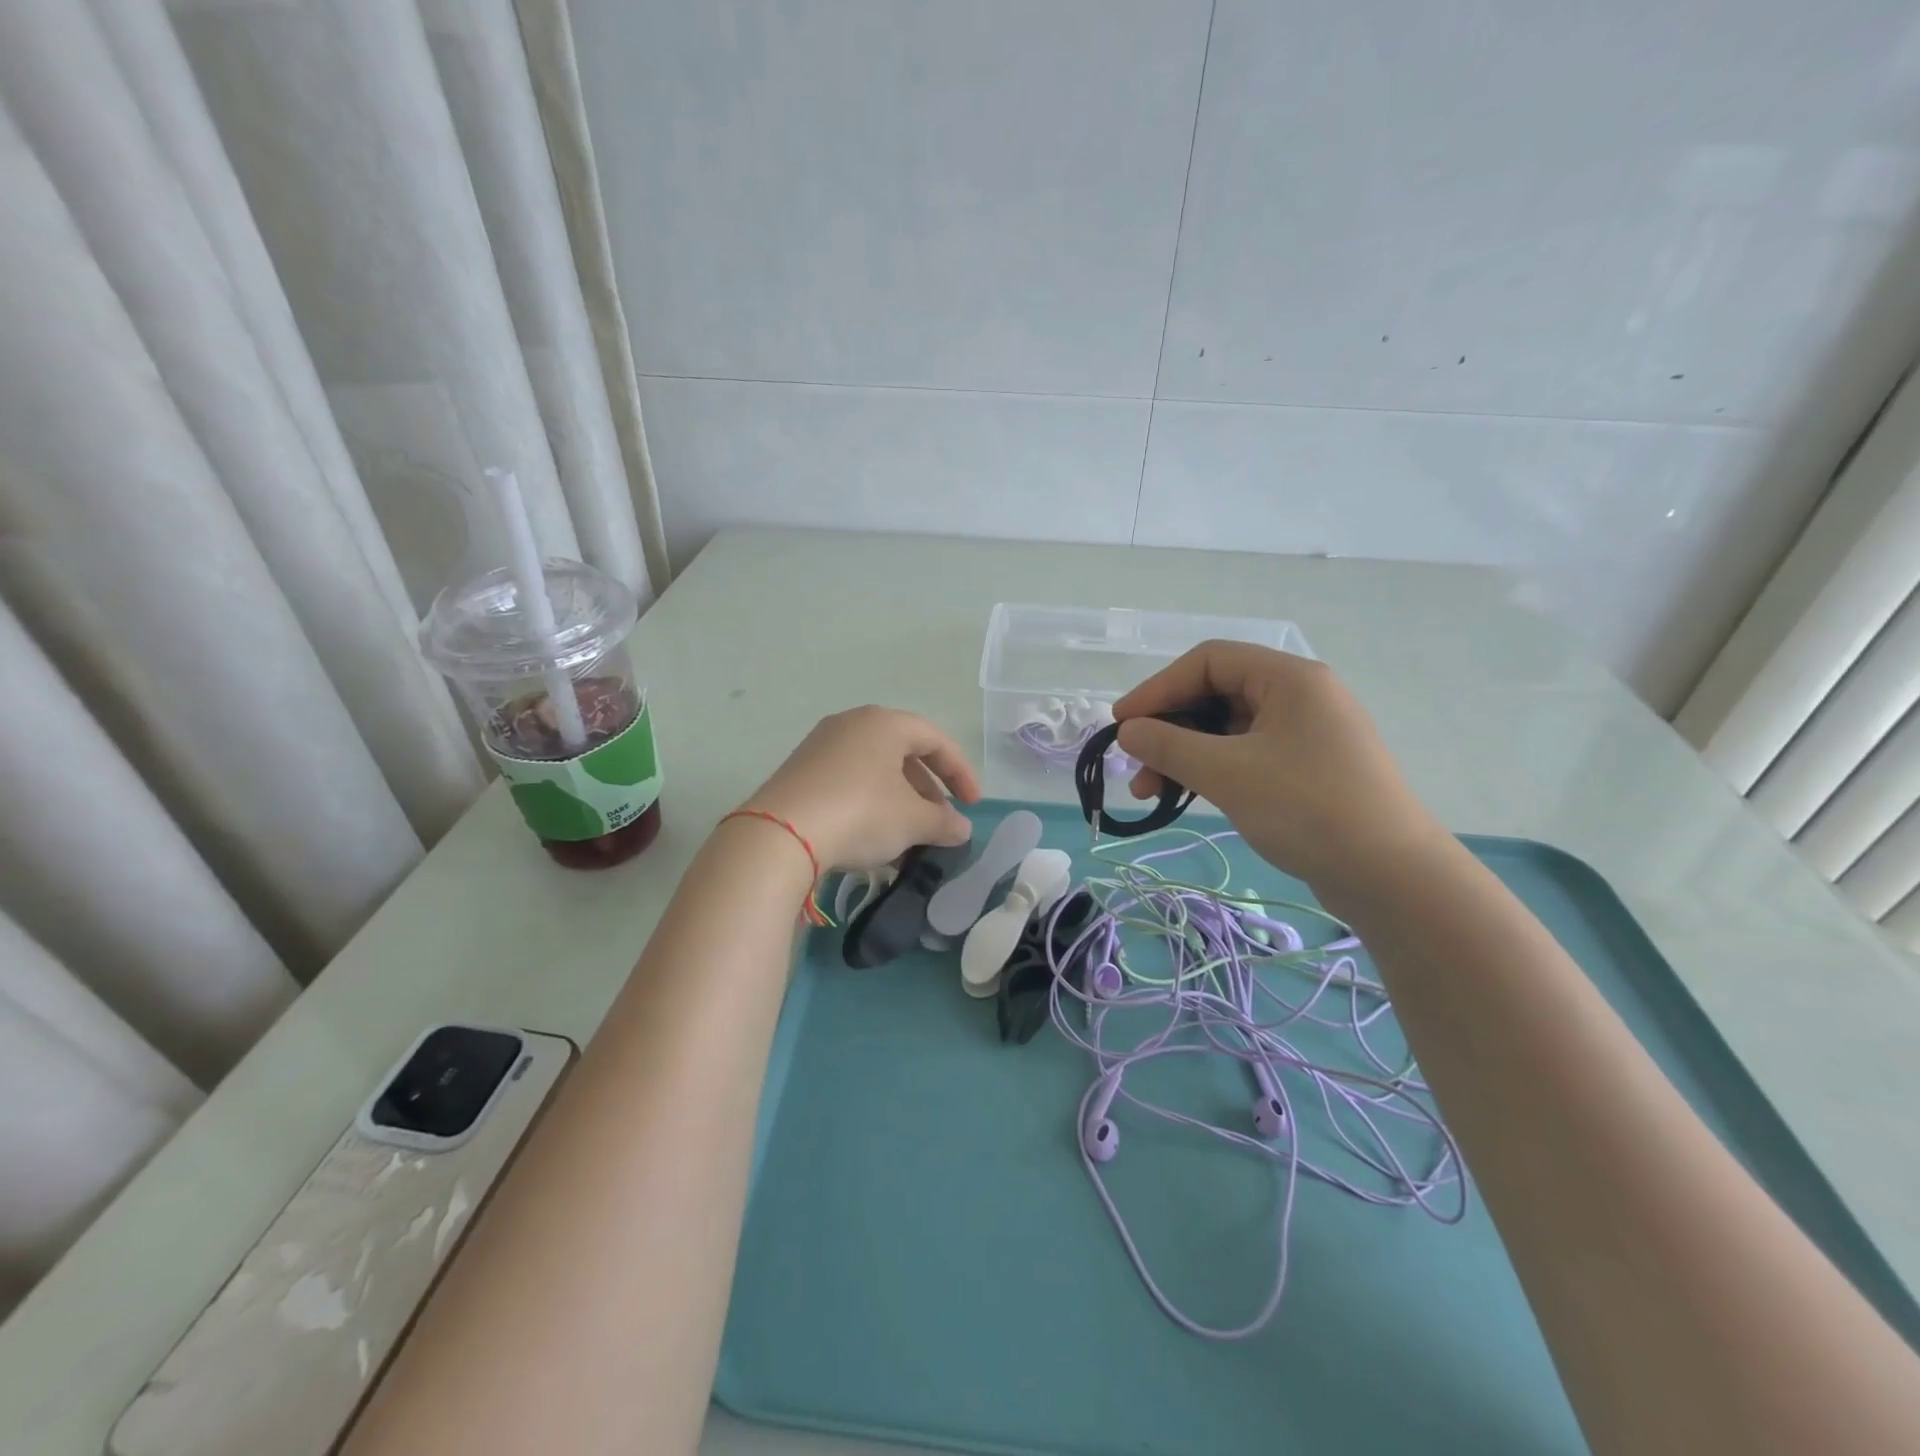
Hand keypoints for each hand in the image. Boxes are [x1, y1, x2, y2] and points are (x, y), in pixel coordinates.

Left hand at [740, 706, 979, 870]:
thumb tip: (962, 828)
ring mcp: (820, 746)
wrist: (780, 836)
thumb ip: (944, 822)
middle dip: (927, 790)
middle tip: (939, 821)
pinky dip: (870, 805)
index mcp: (883, 723)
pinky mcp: (799, 773)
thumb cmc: (860, 813)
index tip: (973, 804)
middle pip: (903, 753)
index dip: (960, 772)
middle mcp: (850, 724)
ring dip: (899, 802)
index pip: (935, 740)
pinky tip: (873, 839)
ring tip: (909, 836)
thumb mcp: (912, 821)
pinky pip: (848, 782)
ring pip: (875, 770)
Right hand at [1113, 642, 1445, 888]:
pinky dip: (1212, 770)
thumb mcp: (1228, 774)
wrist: (1393, 878)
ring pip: (1227, 729)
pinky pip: (1246, 754)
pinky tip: (1189, 795)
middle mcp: (1300, 695)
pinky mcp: (1307, 768)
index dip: (1158, 688)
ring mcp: (1306, 733)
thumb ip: (1169, 746)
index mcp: (1289, 678)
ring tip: (1152, 792)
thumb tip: (1128, 731)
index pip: (1208, 661)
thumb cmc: (1307, 809)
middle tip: (1135, 765)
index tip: (1122, 724)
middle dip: (1169, 728)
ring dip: (1184, 754)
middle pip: (1216, 694)